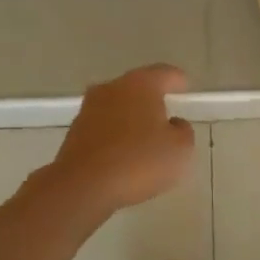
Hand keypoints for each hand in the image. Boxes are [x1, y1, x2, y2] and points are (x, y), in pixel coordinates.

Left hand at [44, 64, 195, 215]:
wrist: (82, 186)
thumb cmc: (138, 161)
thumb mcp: (179, 149)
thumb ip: (183, 131)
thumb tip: (173, 124)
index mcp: (141, 84)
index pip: (164, 73)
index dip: (177, 80)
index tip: (185, 87)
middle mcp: (112, 89)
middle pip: (137, 88)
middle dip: (152, 100)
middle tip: (167, 114)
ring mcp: (89, 110)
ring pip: (118, 107)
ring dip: (131, 118)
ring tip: (146, 138)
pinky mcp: (74, 133)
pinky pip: (104, 128)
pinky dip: (115, 135)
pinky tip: (124, 155)